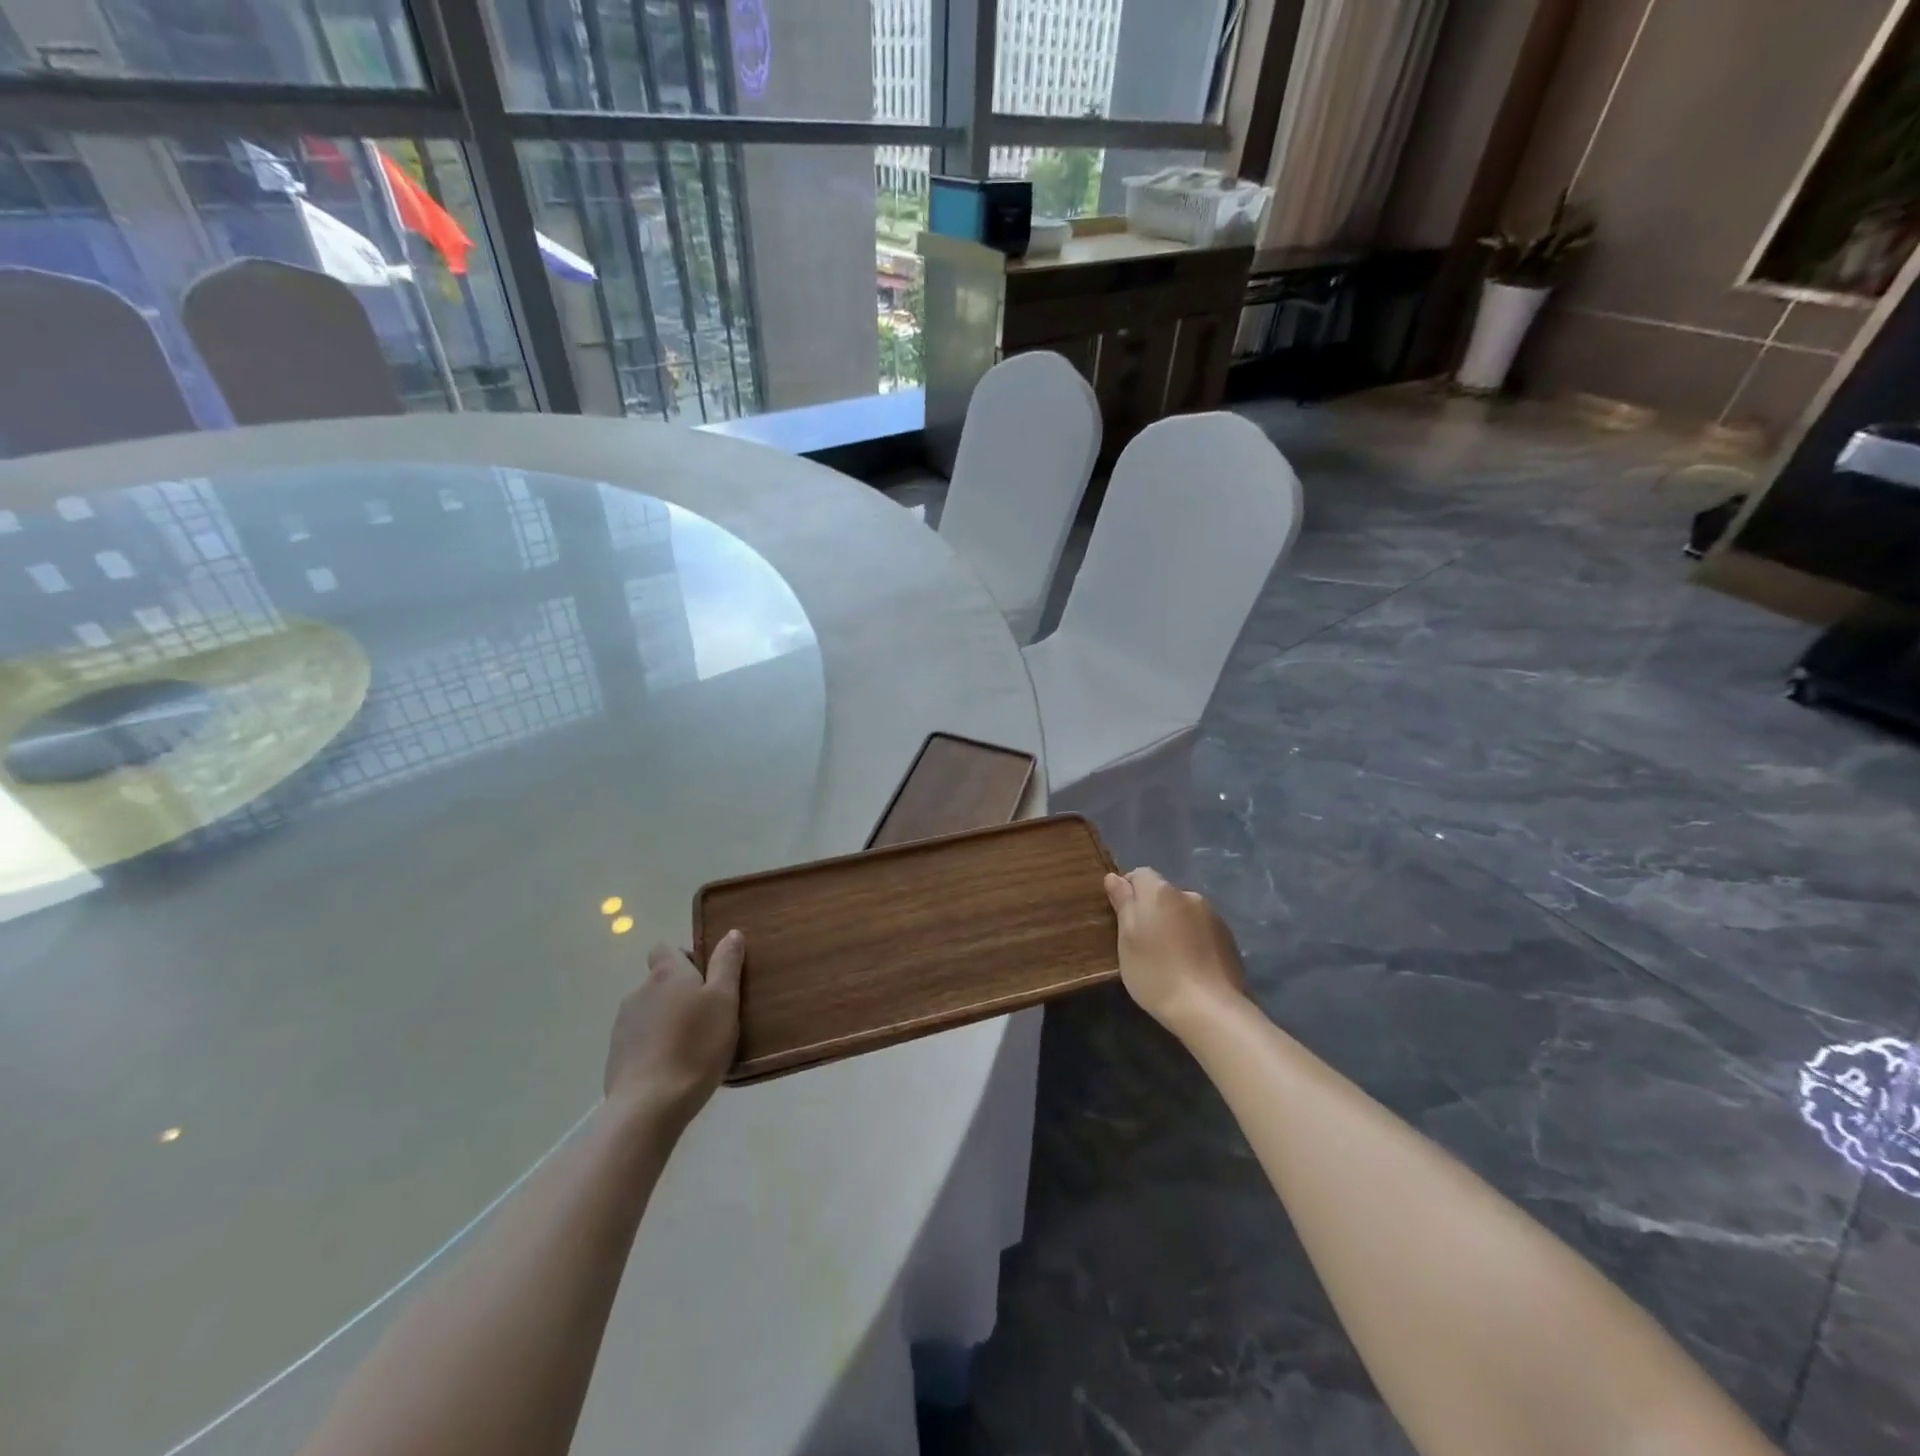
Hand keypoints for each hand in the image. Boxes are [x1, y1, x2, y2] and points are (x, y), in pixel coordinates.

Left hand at [604, 931, 744, 1129]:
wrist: (648, 1106)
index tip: (705, 979)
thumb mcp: (724, 1001)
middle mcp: (640, 991)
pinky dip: (655, 1044)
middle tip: (707, 1016)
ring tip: (692, 1045)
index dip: (685, 959)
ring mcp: (623, 1024)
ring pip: (651, 1010)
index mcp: (667, 974)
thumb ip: (727, 964)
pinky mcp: (616, 1055)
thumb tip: (731, 933)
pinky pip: (640, 1038)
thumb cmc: (695, 1046)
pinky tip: (673, 1066)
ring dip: (668, 1019)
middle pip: (660, 981)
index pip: (666, 949)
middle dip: (680, 992)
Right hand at [1104, 869, 1247, 1037]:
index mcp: (1161, 892)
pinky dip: (1191, 938)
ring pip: (1183, 911)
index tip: (1121, 919)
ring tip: (1168, 957)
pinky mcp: (1229, 938)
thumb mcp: (1127, 940)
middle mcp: (1189, 895)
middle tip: (1142, 942)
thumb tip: (1114, 877)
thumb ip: (1123, 903)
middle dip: (1151, 909)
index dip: (1127, 892)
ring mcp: (1213, 916)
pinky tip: (1188, 965)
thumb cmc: (1156, 973)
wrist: (1210, 1009)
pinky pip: (1201, 928)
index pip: (1139, 874)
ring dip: (1173, 924)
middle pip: (1163, 893)